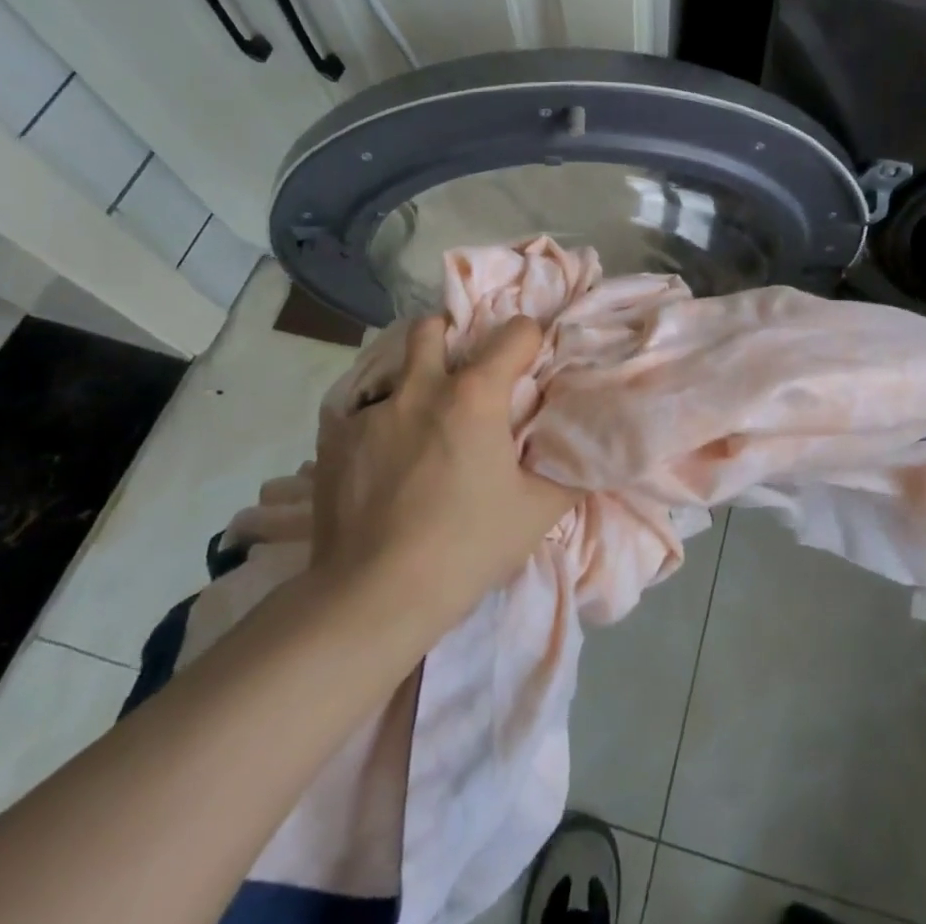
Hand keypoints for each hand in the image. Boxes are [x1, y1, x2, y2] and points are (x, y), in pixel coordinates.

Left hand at [312, 314, 572, 616]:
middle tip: (462, 378)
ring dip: (412, 382)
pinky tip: (383, 465)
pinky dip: (378, 427)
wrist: (373, 597)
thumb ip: (571, 471)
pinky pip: (360, 414)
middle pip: (432, 327)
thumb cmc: (466, 547)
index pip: (516, 331)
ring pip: (393, 370)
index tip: (530, 366)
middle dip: (450, 339)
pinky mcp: (335, 441)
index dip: (530, 342)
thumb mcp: (538, 513)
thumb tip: (591, 449)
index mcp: (475, 394)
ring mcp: (372, 413)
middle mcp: (421, 388)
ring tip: (422, 422)